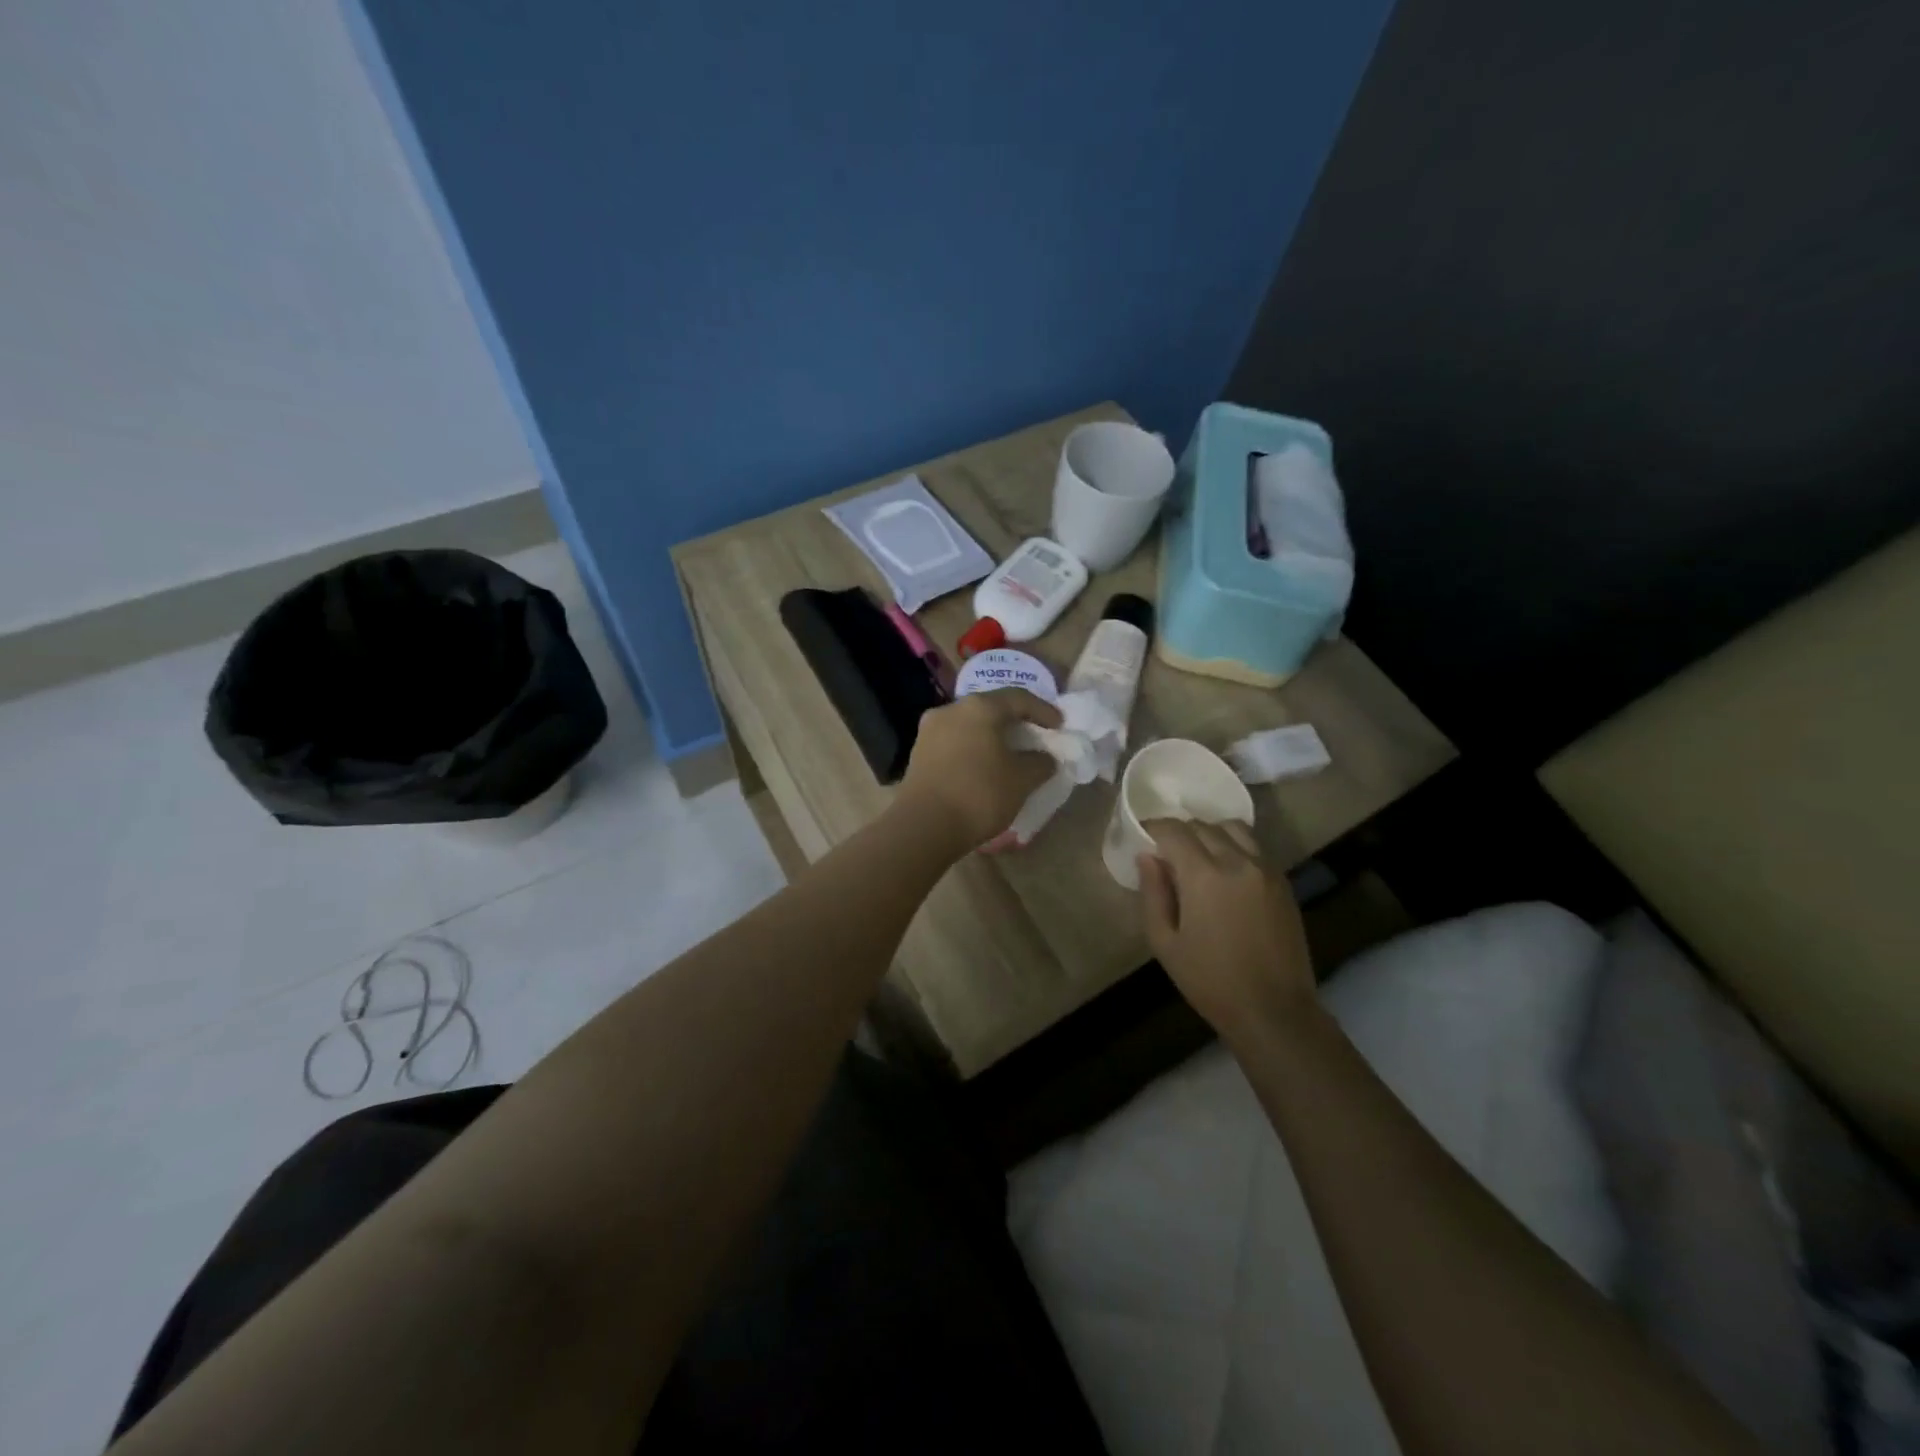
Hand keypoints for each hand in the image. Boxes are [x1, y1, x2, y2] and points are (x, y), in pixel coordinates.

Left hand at [895, 689, 1062, 849]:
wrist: (923, 826)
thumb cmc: (979, 794)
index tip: (1060, 725)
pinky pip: (954, 742)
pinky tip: (983, 767)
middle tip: (1034, 736)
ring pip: (969, 725)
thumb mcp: (1021, 780)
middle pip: (990, 708)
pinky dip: (973, 749)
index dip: (1043, 710)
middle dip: (1015, 721)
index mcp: (979, 707)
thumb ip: (1040, 763)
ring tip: (1009, 754)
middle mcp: (951, 710)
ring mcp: (930, 730)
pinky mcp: (918, 753)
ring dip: (991, 736)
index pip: (1018, 698)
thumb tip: (1044, 758)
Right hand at [1138, 819, 1315, 1045]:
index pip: (1174, 830)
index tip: (1143, 837)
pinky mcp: (1283, 882)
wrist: (1273, 1011)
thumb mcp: (1165, 942)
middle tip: (1166, 852)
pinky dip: (1234, 845)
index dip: (1154, 828)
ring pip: (1233, 828)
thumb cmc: (1210, 981)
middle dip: (1179, 832)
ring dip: (1210, 833)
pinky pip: (1254, 847)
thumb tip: (1147, 857)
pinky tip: (1225, 870)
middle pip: (1203, 825)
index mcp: (1204, 875)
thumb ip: (1153, 893)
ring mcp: (1265, 870)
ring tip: (1198, 855)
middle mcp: (1237, 861)